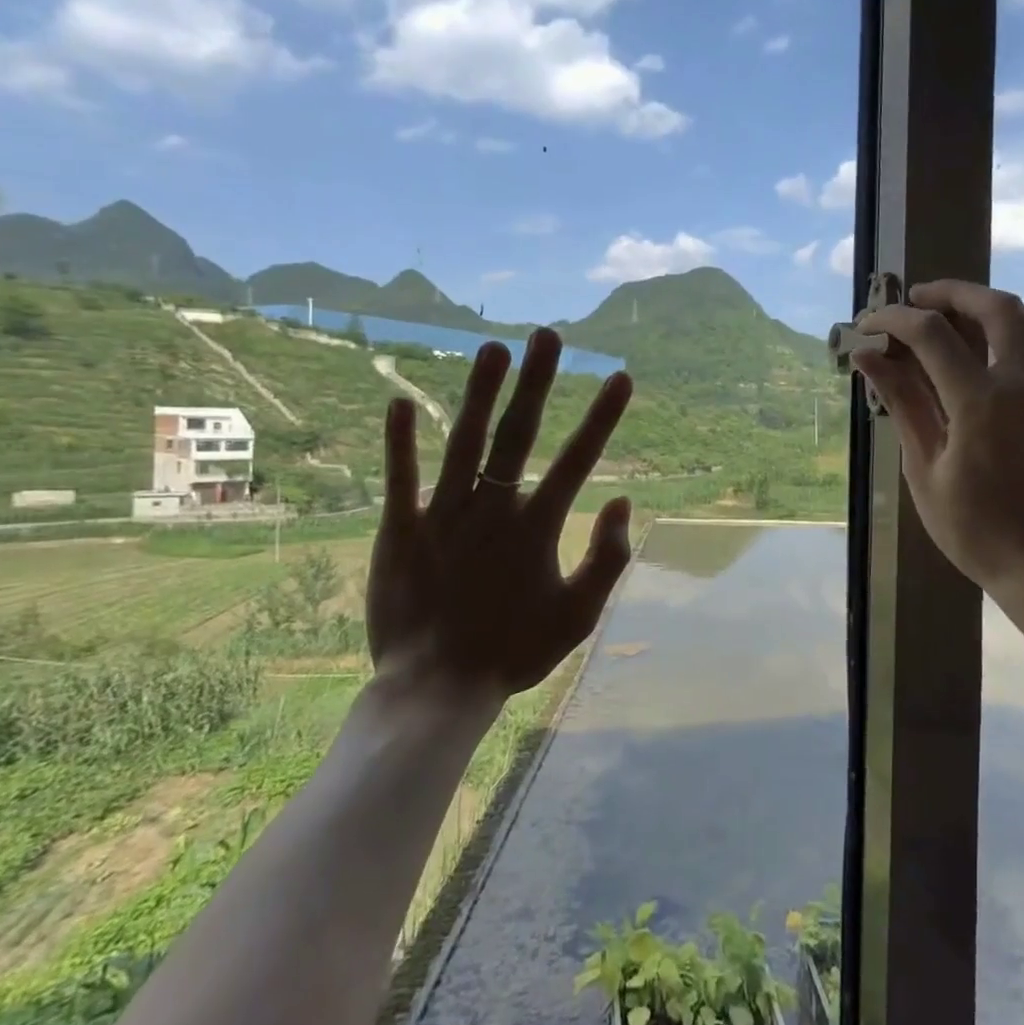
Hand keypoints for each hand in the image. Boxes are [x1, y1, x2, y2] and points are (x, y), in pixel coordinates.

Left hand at [366, 326, 634, 701]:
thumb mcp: (579, 617)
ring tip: (493, 348)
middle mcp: (492, 509)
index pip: (578, 460)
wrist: (436, 690)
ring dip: (479, 392)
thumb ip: (608, 559)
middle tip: (547, 335)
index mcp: (537, 528)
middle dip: (537, 381)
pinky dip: (399, 441)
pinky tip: (398, 399)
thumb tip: (625, 501)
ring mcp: (443, 515)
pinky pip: (400, 478)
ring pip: (463, 441)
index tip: (621, 377)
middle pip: (518, 434)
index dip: (602, 417)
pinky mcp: (400, 530)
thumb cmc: (513, 653)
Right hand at [852, 280, 1023, 593]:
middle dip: (953, 292)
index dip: (894, 320)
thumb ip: (902, 403)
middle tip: (921, 298)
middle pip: (996, 306)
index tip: (870, 324)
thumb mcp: (924, 469)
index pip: (931, 334)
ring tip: (972, 323)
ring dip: (1002, 311)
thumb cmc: (975, 529)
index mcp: (981, 401)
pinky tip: (1014, 364)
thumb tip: (868, 359)